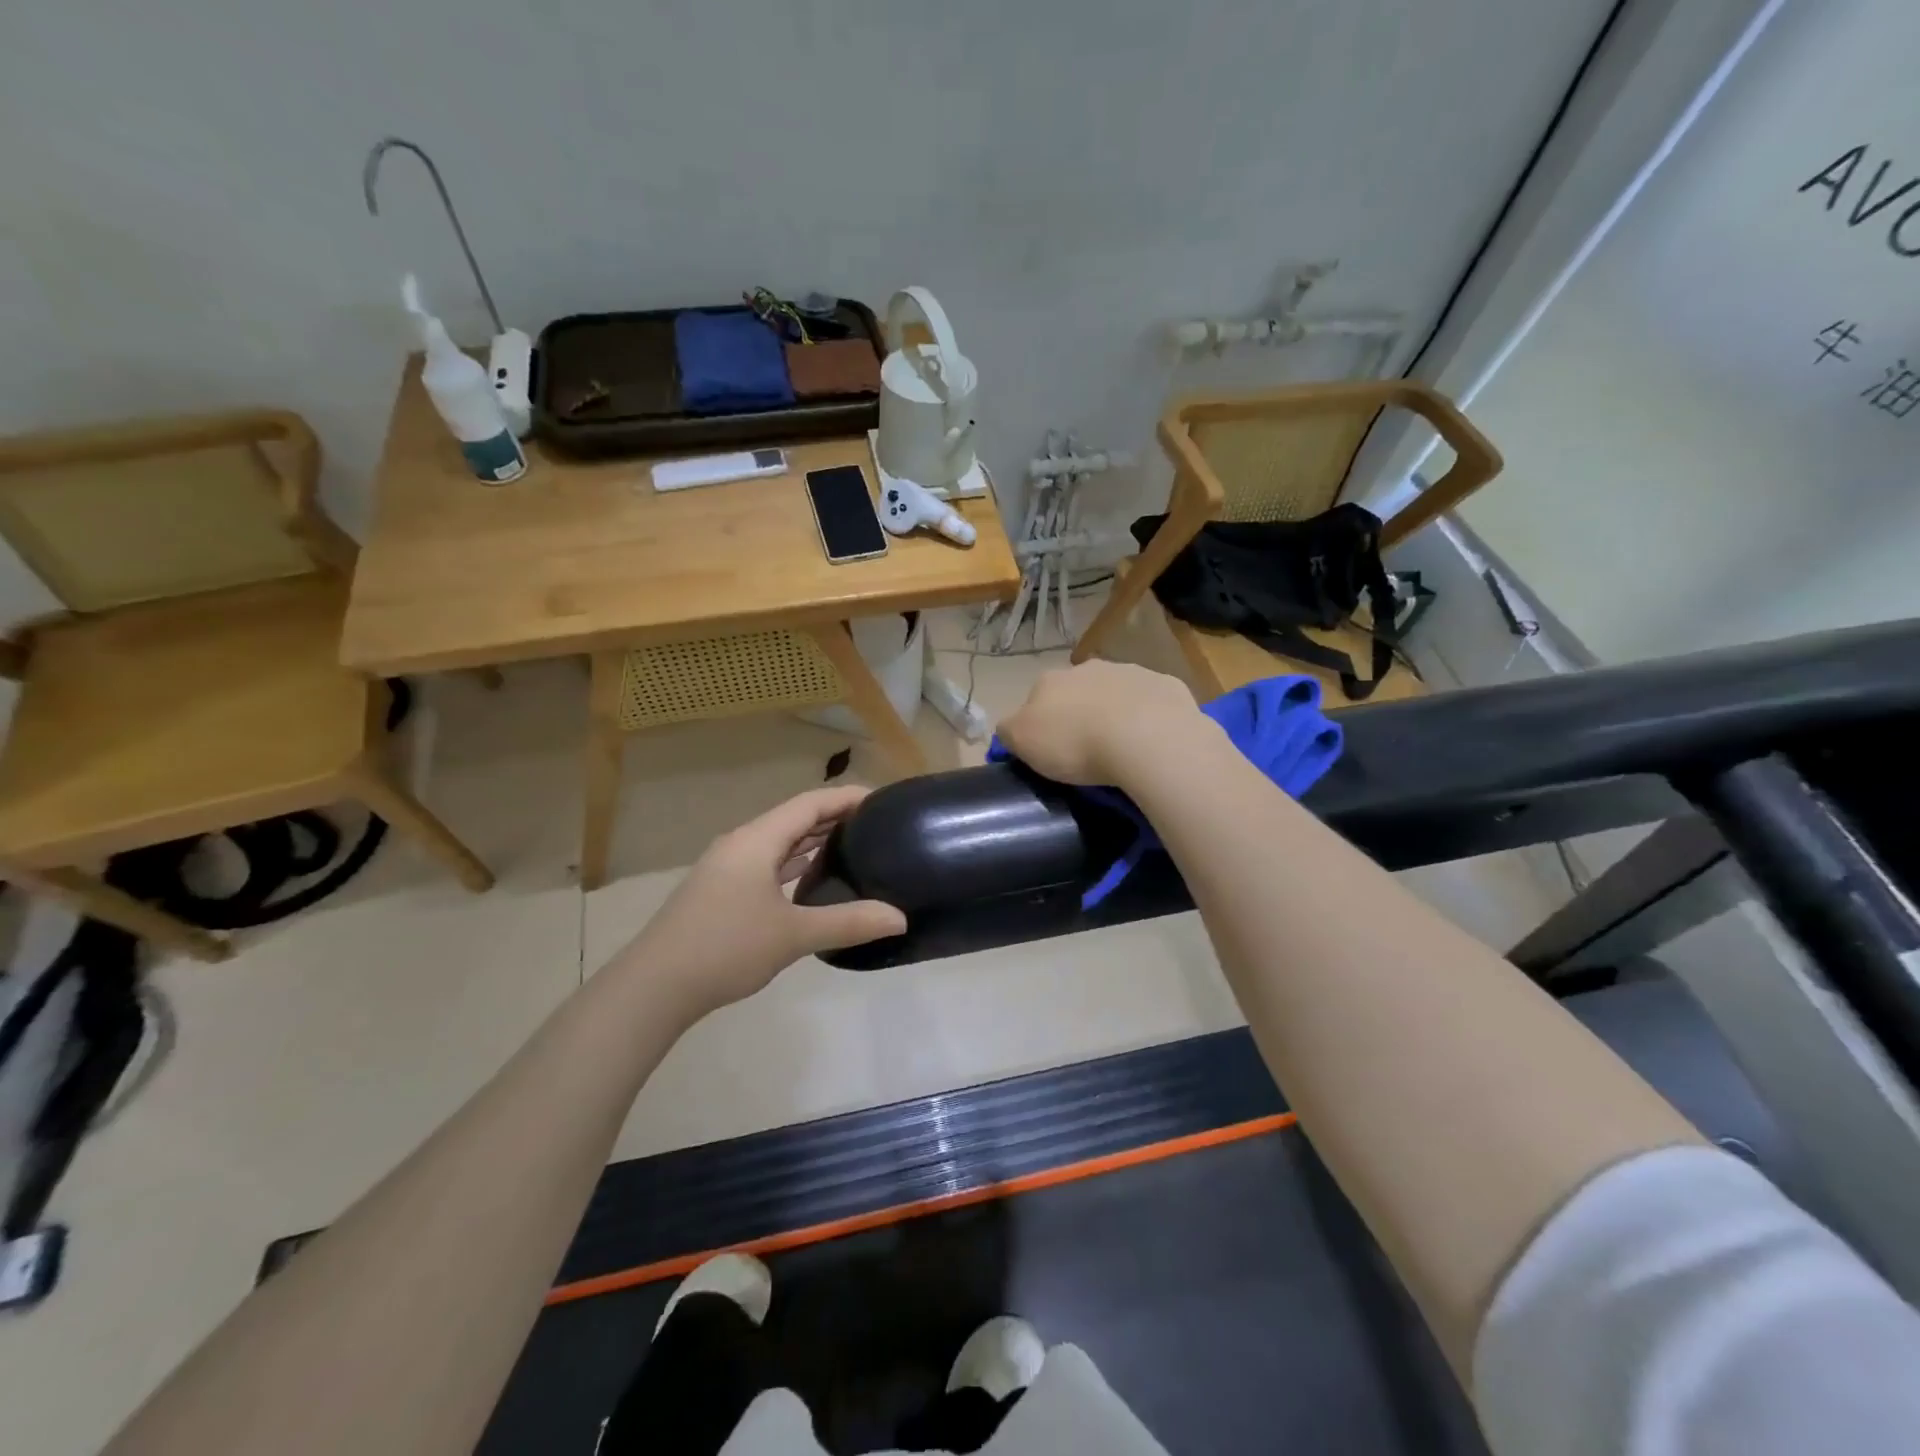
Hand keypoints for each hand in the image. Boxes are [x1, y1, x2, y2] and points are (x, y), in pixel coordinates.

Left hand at [614, 786, 906, 1016]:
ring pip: (778, 844)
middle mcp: (740, 845)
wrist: (653, 987)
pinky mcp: (719, 892)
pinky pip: (765, 865)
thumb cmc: (725, 948)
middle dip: (834, 818)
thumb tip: (900, 919)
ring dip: (813, 842)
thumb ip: (849, 922)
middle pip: (794, 819)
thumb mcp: (793, 935)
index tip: (882, 800)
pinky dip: (793, 865)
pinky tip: (811, 882)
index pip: (810, 804)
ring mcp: (726, 869)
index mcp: (757, 840)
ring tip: (853, 847)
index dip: (847, 797)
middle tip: (876, 825)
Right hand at [997, 661, 1208, 786]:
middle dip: (1081, 714)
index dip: (1042, 723)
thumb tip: (1009, 727)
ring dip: (1116, 713)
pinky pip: (1153, 704)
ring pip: (1117, 693)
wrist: (1146, 738)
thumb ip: (1009, 731)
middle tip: (1087, 751)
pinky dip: (1150, 719)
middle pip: (1078, 692)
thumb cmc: (1075, 742)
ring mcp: (1131, 672)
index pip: (1037, 698)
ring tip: (1123, 750)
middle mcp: (1089, 668)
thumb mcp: (1023, 742)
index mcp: (1050, 680)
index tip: (1051, 750)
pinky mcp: (1166, 686)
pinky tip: (1153, 743)